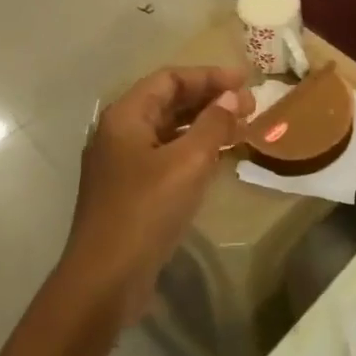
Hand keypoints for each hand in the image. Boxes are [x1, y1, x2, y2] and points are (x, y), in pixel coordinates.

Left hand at [64, 65, 250, 318]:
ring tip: (241, 129)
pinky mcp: (131, 190)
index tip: (245, 83)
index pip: (169, 79)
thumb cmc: (146, 210)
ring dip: (204, 125)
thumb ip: (213, 124)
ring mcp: (122, 164)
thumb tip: (232, 98)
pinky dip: (194, 150)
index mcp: (125, 116)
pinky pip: (166, 156)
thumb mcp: (188, 162)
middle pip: (168, 102)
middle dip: (209, 99)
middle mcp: (119, 133)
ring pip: (169, 130)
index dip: (209, 76)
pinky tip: (218, 158)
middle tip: (249, 106)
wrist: (105, 278)